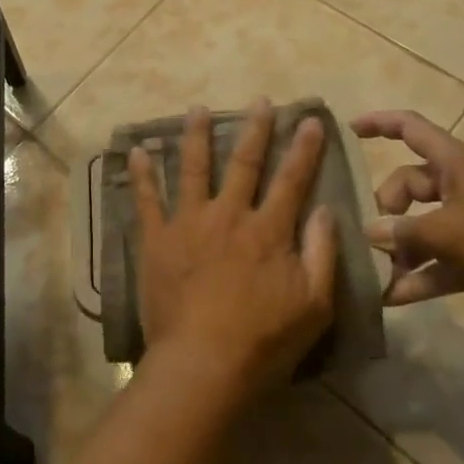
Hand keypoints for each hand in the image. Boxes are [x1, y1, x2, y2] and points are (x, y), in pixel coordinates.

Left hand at [128, 100, 337, 404]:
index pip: (292, 179)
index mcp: (268, 230)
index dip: (304, 149)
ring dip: (196, 136)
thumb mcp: (315, 305)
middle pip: (244, 163)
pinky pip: (147, 200)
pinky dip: (142, 175)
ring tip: (198, 109)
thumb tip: (325, 209)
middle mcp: (229, 215)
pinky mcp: (157, 239)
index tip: (310, 119)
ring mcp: (189, 223)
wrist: (203, 363)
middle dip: (255, 129)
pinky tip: (137, 152)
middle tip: (259, 101)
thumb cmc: (265, 340)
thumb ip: (322, 253)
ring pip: (193, 169)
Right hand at [351, 109, 463, 329]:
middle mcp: (460, 186)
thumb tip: (369, 232)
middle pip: (408, 184)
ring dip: (400, 249)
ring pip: (422, 225)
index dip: (380, 123)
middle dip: (387, 208)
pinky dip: (420, 276)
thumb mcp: (450, 230)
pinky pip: (439, 261)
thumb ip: (404, 231)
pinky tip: (394, 298)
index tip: (350, 131)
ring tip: (376, 272)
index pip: (410, 128)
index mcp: (455, 162)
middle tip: (373, 236)